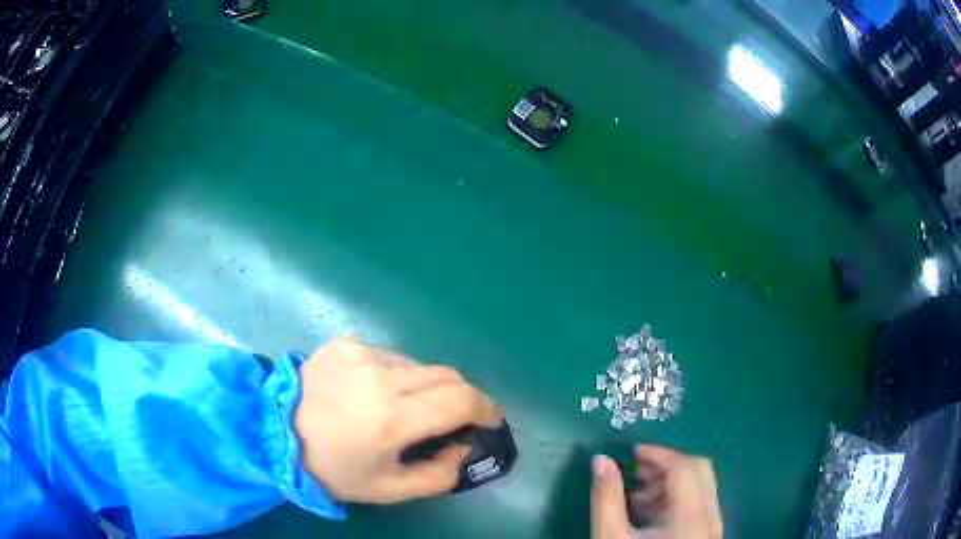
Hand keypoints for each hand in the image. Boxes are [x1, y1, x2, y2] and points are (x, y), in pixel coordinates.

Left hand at [294, 338, 500, 503]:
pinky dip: (399, 376)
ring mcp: (361, 354)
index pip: (461, 400)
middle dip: (464, 397)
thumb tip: (463, 446)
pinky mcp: (345, 343)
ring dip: (429, 387)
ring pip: (420, 365)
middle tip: (457, 419)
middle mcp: (380, 377)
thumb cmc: (332, 469)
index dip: (486, 408)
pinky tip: (376, 393)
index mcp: (391, 419)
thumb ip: (439, 475)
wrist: (274, 433)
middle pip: (447, 375)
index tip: (490, 421)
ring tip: (410, 409)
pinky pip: (390, 357)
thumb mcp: (389, 490)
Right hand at [591, 445, 721, 538]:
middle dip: (665, 466)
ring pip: (700, 487)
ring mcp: (712, 527)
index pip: (685, 466)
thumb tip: (600, 460)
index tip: (630, 453)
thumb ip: (605, 498)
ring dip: (670, 483)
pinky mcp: (708, 536)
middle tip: (635, 472)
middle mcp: (710, 516)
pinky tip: (650, 516)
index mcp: (691, 516)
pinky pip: (699, 504)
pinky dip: (676, 500)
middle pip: (699, 471)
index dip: (658, 453)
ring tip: (636, 497)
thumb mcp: (610, 538)